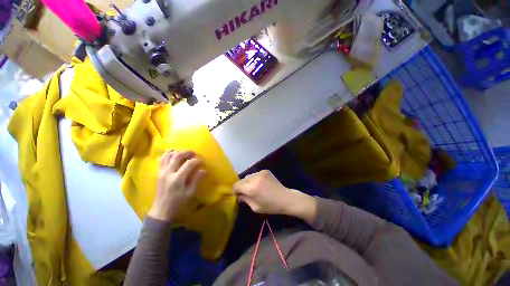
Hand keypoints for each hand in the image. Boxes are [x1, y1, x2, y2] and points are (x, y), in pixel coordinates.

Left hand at [148, 150, 205, 221]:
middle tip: (195, 154)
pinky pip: (162, 159)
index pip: (189, 164)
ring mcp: (161, 172)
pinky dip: (168, 153)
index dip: (197, 160)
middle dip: (188, 152)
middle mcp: (168, 173)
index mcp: (177, 179)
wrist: (161, 211)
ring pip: (168, 155)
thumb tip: (204, 170)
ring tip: (185, 153)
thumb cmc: (178, 203)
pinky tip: (174, 153)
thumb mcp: (190, 194)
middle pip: (177, 155)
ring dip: (178, 151)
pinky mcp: (158, 172)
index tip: (202, 161)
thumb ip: (197, 180)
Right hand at [233, 170, 316, 222]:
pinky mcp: (265, 171)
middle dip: (242, 186)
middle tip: (245, 192)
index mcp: (251, 189)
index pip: (237, 185)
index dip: (235, 190)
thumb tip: (238, 195)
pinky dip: (255, 179)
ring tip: (253, 188)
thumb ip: (244, 199)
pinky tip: (260, 184)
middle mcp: (254, 178)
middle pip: (242, 180)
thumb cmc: (270, 206)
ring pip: (248, 176)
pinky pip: (255, 174)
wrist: (285, 198)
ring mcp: (260, 173)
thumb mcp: (255, 207)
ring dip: (248, 182)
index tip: (237, 195)